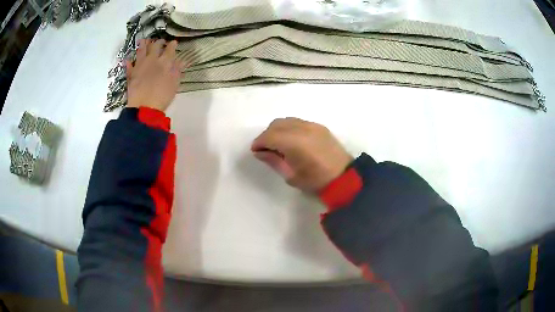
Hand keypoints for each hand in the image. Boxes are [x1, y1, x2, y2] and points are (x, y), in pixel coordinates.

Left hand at [126, 39, 180, 110]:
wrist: (144, 107)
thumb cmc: (162, 96)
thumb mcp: (174, 83)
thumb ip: (177, 70)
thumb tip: (183, 60)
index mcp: (164, 62)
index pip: (170, 49)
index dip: (172, 45)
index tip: (173, 42)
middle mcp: (152, 60)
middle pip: (155, 47)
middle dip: (158, 42)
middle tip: (160, 41)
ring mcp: (140, 66)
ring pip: (141, 51)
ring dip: (142, 45)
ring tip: (143, 40)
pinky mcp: (131, 74)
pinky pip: (129, 66)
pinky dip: (129, 62)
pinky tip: (128, 59)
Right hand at [251, 118, 352, 192]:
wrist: (344, 177)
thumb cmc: (316, 181)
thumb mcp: (291, 175)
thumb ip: (273, 160)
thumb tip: (260, 152)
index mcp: (294, 142)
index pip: (270, 136)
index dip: (259, 142)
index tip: (255, 151)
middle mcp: (302, 128)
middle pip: (277, 124)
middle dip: (267, 135)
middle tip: (265, 148)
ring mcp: (312, 125)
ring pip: (287, 121)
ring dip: (278, 130)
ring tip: (278, 144)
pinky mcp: (319, 126)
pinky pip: (298, 122)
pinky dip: (290, 128)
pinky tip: (292, 140)